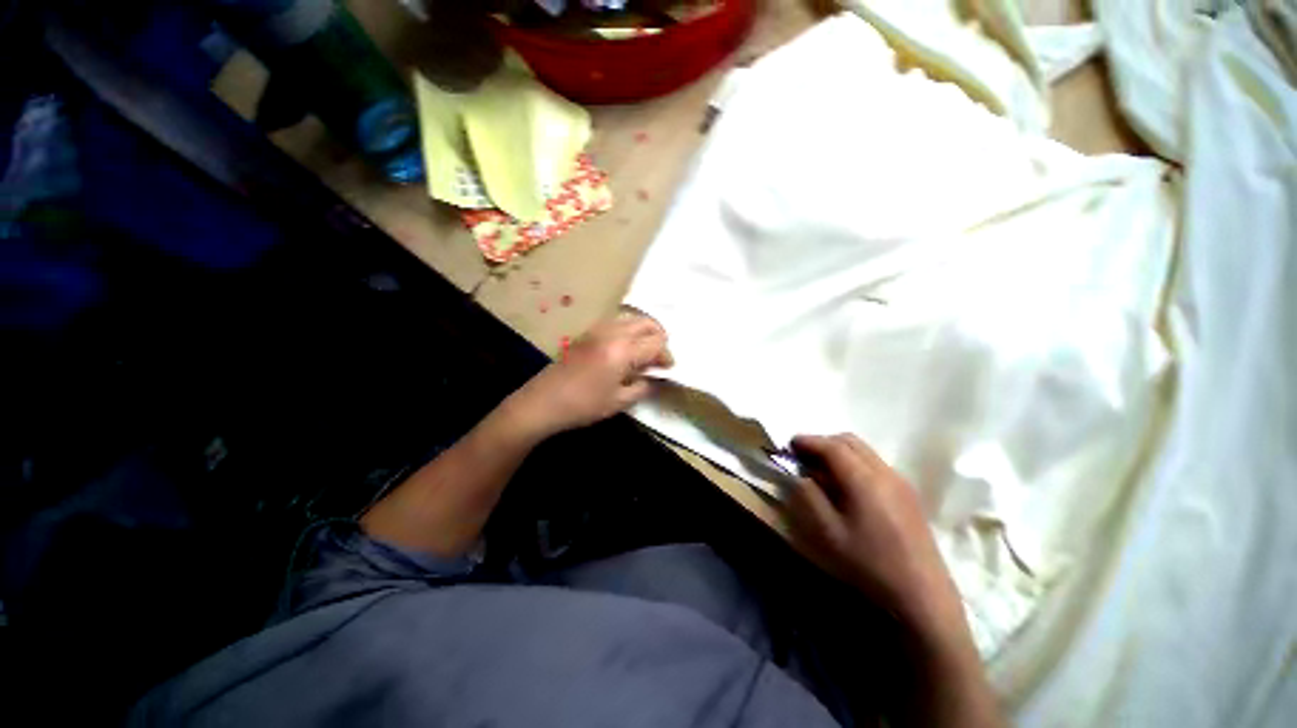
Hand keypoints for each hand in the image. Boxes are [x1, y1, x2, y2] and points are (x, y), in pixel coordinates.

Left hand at [509, 313, 672, 436]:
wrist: (543, 401)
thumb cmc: (584, 405)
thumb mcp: (619, 401)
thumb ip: (643, 386)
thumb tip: (653, 377)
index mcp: (624, 350)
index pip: (657, 343)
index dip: (666, 356)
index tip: (666, 369)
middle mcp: (613, 333)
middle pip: (646, 323)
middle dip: (658, 337)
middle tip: (658, 357)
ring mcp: (598, 329)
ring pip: (631, 319)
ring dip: (642, 332)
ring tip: (642, 353)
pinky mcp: (587, 333)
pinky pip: (616, 323)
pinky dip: (627, 331)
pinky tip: (623, 350)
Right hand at [785, 434, 957, 626]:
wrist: (923, 596)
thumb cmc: (870, 565)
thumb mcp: (828, 533)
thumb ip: (810, 497)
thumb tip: (802, 475)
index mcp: (864, 480)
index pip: (832, 446)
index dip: (808, 441)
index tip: (789, 444)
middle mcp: (885, 472)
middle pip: (850, 441)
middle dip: (823, 442)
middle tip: (804, 456)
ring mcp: (900, 481)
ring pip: (864, 450)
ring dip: (839, 451)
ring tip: (822, 470)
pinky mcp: (909, 493)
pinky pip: (876, 463)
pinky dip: (855, 462)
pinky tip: (848, 485)